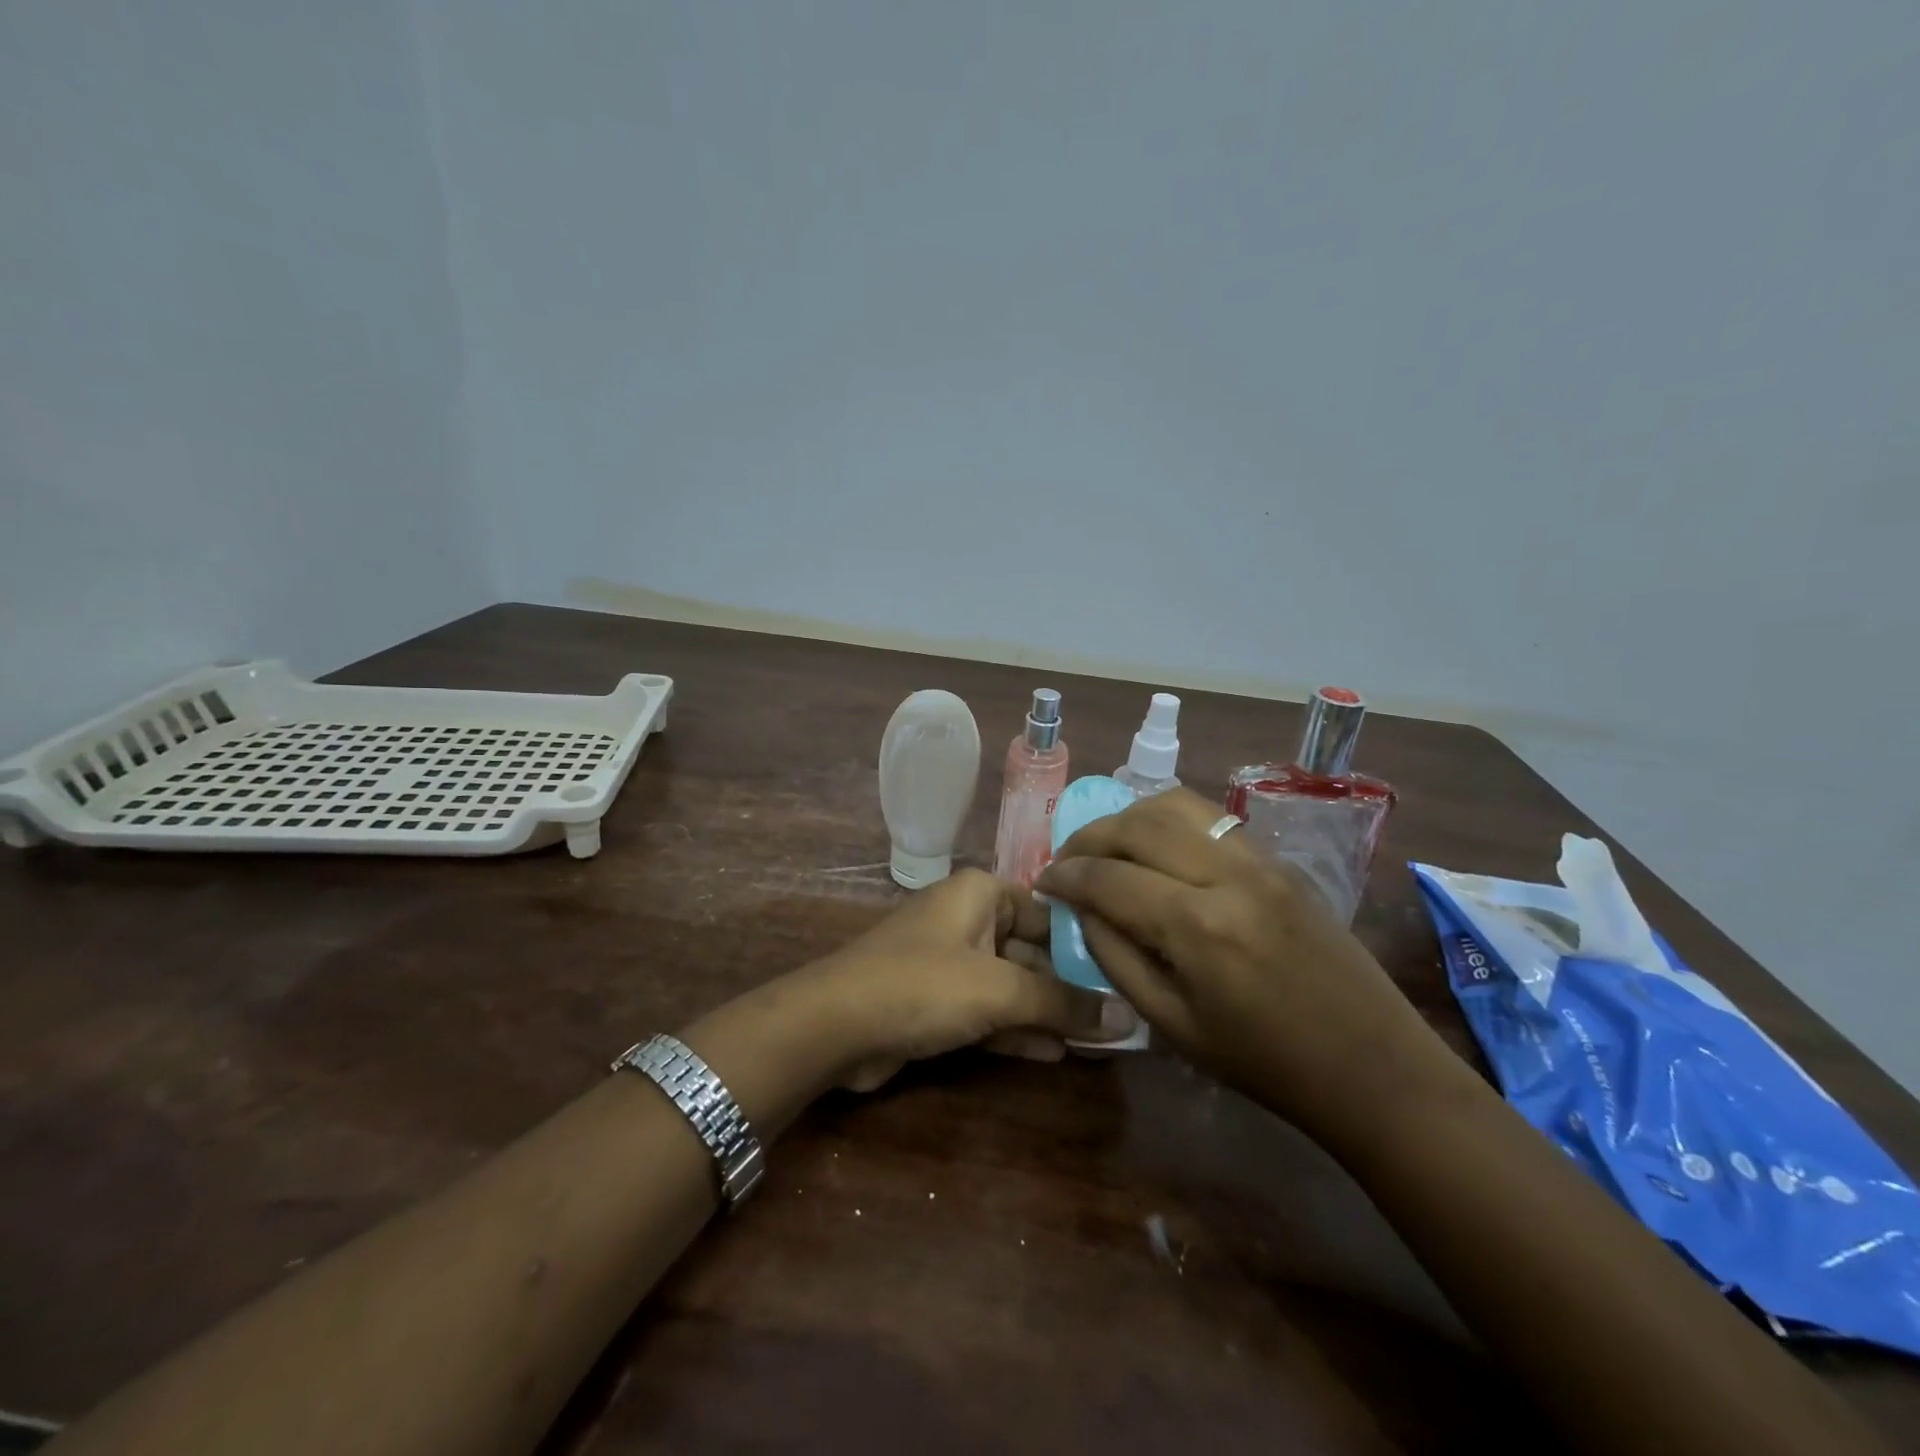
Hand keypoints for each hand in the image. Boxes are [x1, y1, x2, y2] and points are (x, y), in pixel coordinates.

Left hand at [799, 868, 1138, 1090]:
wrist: (835, 1024)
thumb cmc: (924, 985)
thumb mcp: (1000, 990)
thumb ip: (1063, 1002)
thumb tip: (1127, 1017)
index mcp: (982, 893)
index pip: (1049, 909)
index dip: (1086, 940)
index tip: (1127, 971)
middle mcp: (967, 918)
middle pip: (1032, 949)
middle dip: (1070, 985)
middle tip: (1121, 1017)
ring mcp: (950, 961)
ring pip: (1011, 984)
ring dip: (1047, 1012)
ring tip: (1099, 1041)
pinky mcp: (936, 1000)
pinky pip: (988, 1010)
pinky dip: (1017, 1029)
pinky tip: (1057, 1054)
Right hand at [1036, 789, 1464, 1139]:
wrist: (1373, 1066)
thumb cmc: (1265, 1063)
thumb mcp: (1172, 1026)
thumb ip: (1115, 959)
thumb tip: (1082, 910)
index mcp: (1198, 927)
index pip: (1109, 878)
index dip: (1066, 875)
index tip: (1043, 881)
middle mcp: (1227, 876)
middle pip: (1137, 825)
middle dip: (1089, 837)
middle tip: (1067, 860)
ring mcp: (1260, 860)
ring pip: (1175, 805)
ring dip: (1128, 818)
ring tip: (1107, 846)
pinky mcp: (1279, 860)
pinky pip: (1210, 819)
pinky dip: (1168, 820)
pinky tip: (1156, 847)